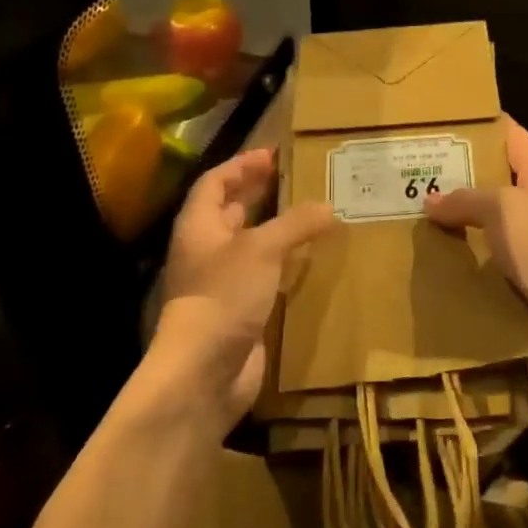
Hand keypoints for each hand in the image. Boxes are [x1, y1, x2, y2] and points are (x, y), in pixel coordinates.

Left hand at [158, 148, 335, 423]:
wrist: (204, 372)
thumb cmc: (224, 296)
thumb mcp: (261, 249)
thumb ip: (295, 224)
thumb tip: (328, 208)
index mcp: (199, 226)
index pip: (215, 182)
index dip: (241, 165)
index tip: (272, 155)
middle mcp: (206, 250)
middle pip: (230, 211)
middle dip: (258, 193)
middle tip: (294, 179)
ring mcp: (221, 282)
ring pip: (249, 245)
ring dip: (275, 229)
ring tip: (311, 214)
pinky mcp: (240, 310)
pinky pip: (263, 276)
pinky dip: (284, 264)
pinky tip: (310, 259)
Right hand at [424, 118, 527, 316]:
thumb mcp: (501, 208)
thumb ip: (465, 198)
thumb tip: (431, 201)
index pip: (511, 134)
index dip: (481, 125)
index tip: (445, 124)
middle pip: (500, 177)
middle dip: (463, 175)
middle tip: (422, 172)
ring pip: (495, 218)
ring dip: (465, 217)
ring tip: (425, 212)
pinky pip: (495, 252)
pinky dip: (472, 251)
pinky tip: (444, 253)